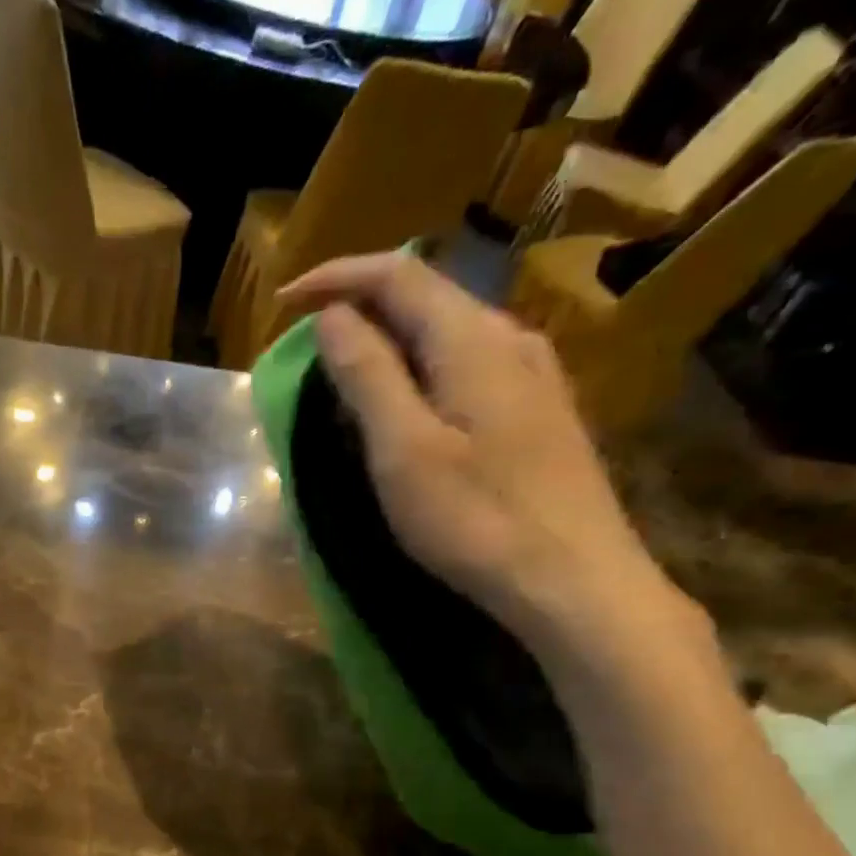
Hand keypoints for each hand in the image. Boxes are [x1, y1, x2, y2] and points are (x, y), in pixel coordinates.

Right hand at [278, 252, 695, 663]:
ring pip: (450, 333)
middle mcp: (510, 339)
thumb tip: (335, 316)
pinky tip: (411, 407)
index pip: (397, 275)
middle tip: (310, 344)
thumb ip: (368, 376)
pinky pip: (469, 367)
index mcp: (472, 339)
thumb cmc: (477, 519)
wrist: (573, 580)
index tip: (283, 301)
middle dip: (362, 305)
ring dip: (393, 341)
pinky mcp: (540, 414)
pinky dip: (423, 370)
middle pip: (427, 296)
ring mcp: (534, 376)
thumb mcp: (404, 450)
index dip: (335, 277)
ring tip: (350, 374)